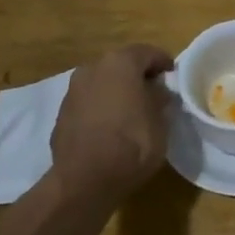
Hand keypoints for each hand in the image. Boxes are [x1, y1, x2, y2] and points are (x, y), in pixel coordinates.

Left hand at [49, 44, 177, 204]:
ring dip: (117, 90)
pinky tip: (111, 126)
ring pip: (103, 82)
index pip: (148, 53)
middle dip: (138, 75)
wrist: (83, 181)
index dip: (163, 62)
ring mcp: (74, 90)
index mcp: (121, 63)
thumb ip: (159, 99)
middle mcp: (94, 68)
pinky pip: (89, 101)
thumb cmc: (131, 145)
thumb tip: (157, 91)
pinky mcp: (61, 113)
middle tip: (154, 92)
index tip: (173, 75)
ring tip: (132, 110)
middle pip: (122, 64)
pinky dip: (101, 107)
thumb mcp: (160, 122)